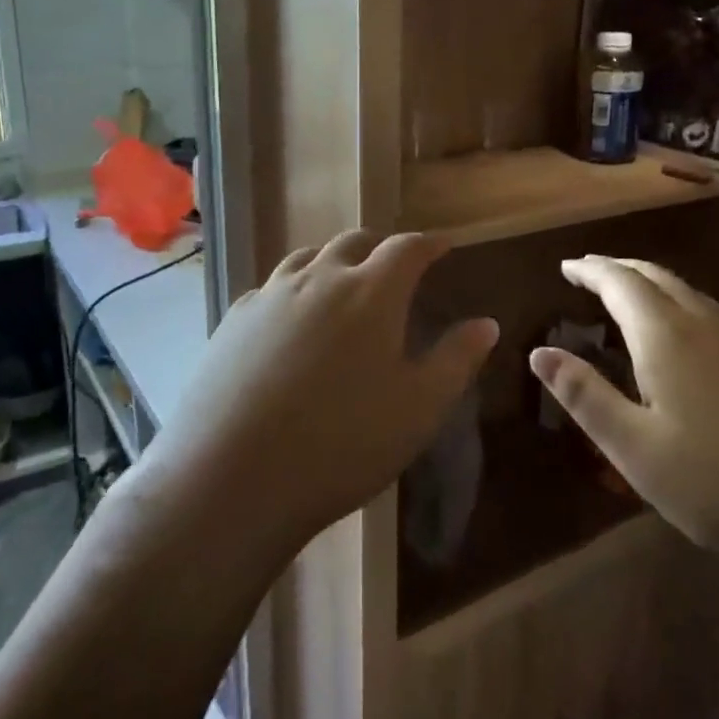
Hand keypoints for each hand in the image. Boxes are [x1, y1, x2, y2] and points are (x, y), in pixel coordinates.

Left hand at [149, 231, 497, 556]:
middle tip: (395, 265)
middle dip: (381, 246)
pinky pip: (273, 287)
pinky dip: (295, 288)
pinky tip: (292, 318)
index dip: (430, 243)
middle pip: (354, 242)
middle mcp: (319, 279)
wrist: (232, 477)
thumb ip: (456, 359)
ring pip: (309, 257)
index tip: (444, 245)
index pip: (407, 248)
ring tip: (345, 282)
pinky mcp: (235, 320)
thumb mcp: (419, 408)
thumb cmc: (343, 443)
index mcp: (371, 293)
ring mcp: (271, 296)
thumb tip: (486, 323)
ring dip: (335, 260)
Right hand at [529, 256, 718, 586]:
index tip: (566, 267)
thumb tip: (541, 352)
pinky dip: (680, 306)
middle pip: (657, 276)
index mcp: (668, 337)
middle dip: (619, 269)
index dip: (590, 270)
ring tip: (628, 296)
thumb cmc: (717, 486)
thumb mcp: (635, 448)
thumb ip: (585, 396)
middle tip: (590, 272)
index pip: (621, 282)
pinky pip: (713, 315)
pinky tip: (683, 336)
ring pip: (690, 293)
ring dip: (652, 284)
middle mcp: (707, 325)